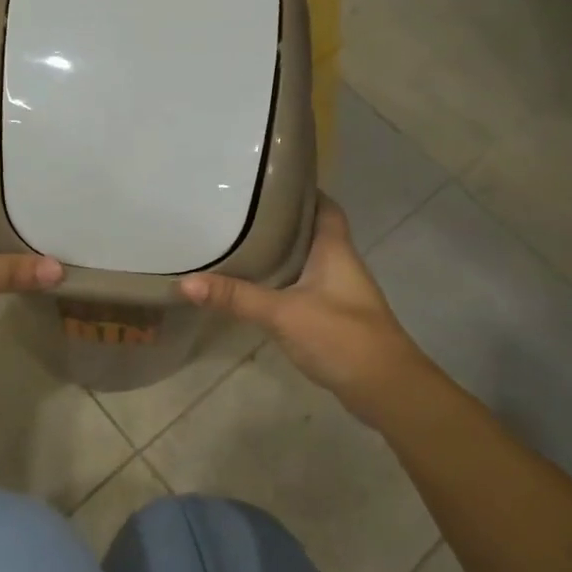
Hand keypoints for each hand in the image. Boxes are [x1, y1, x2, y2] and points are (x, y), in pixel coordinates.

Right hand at [177, 196, 428, 415]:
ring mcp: (339, 292)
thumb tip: (186, 282)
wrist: (385, 388)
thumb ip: (237, 297)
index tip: (268, 182)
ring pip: (306, 261)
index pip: (323, 206)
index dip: (302, 191)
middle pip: (311, 232)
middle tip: (241, 212)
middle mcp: (340, 264)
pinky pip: (304, 288)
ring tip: (241, 243)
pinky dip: (283, 283)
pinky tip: (259, 289)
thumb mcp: (283, 313)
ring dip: (281, 254)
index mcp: (335, 249)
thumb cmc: (341, 336)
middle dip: (281, 222)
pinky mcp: (334, 317)